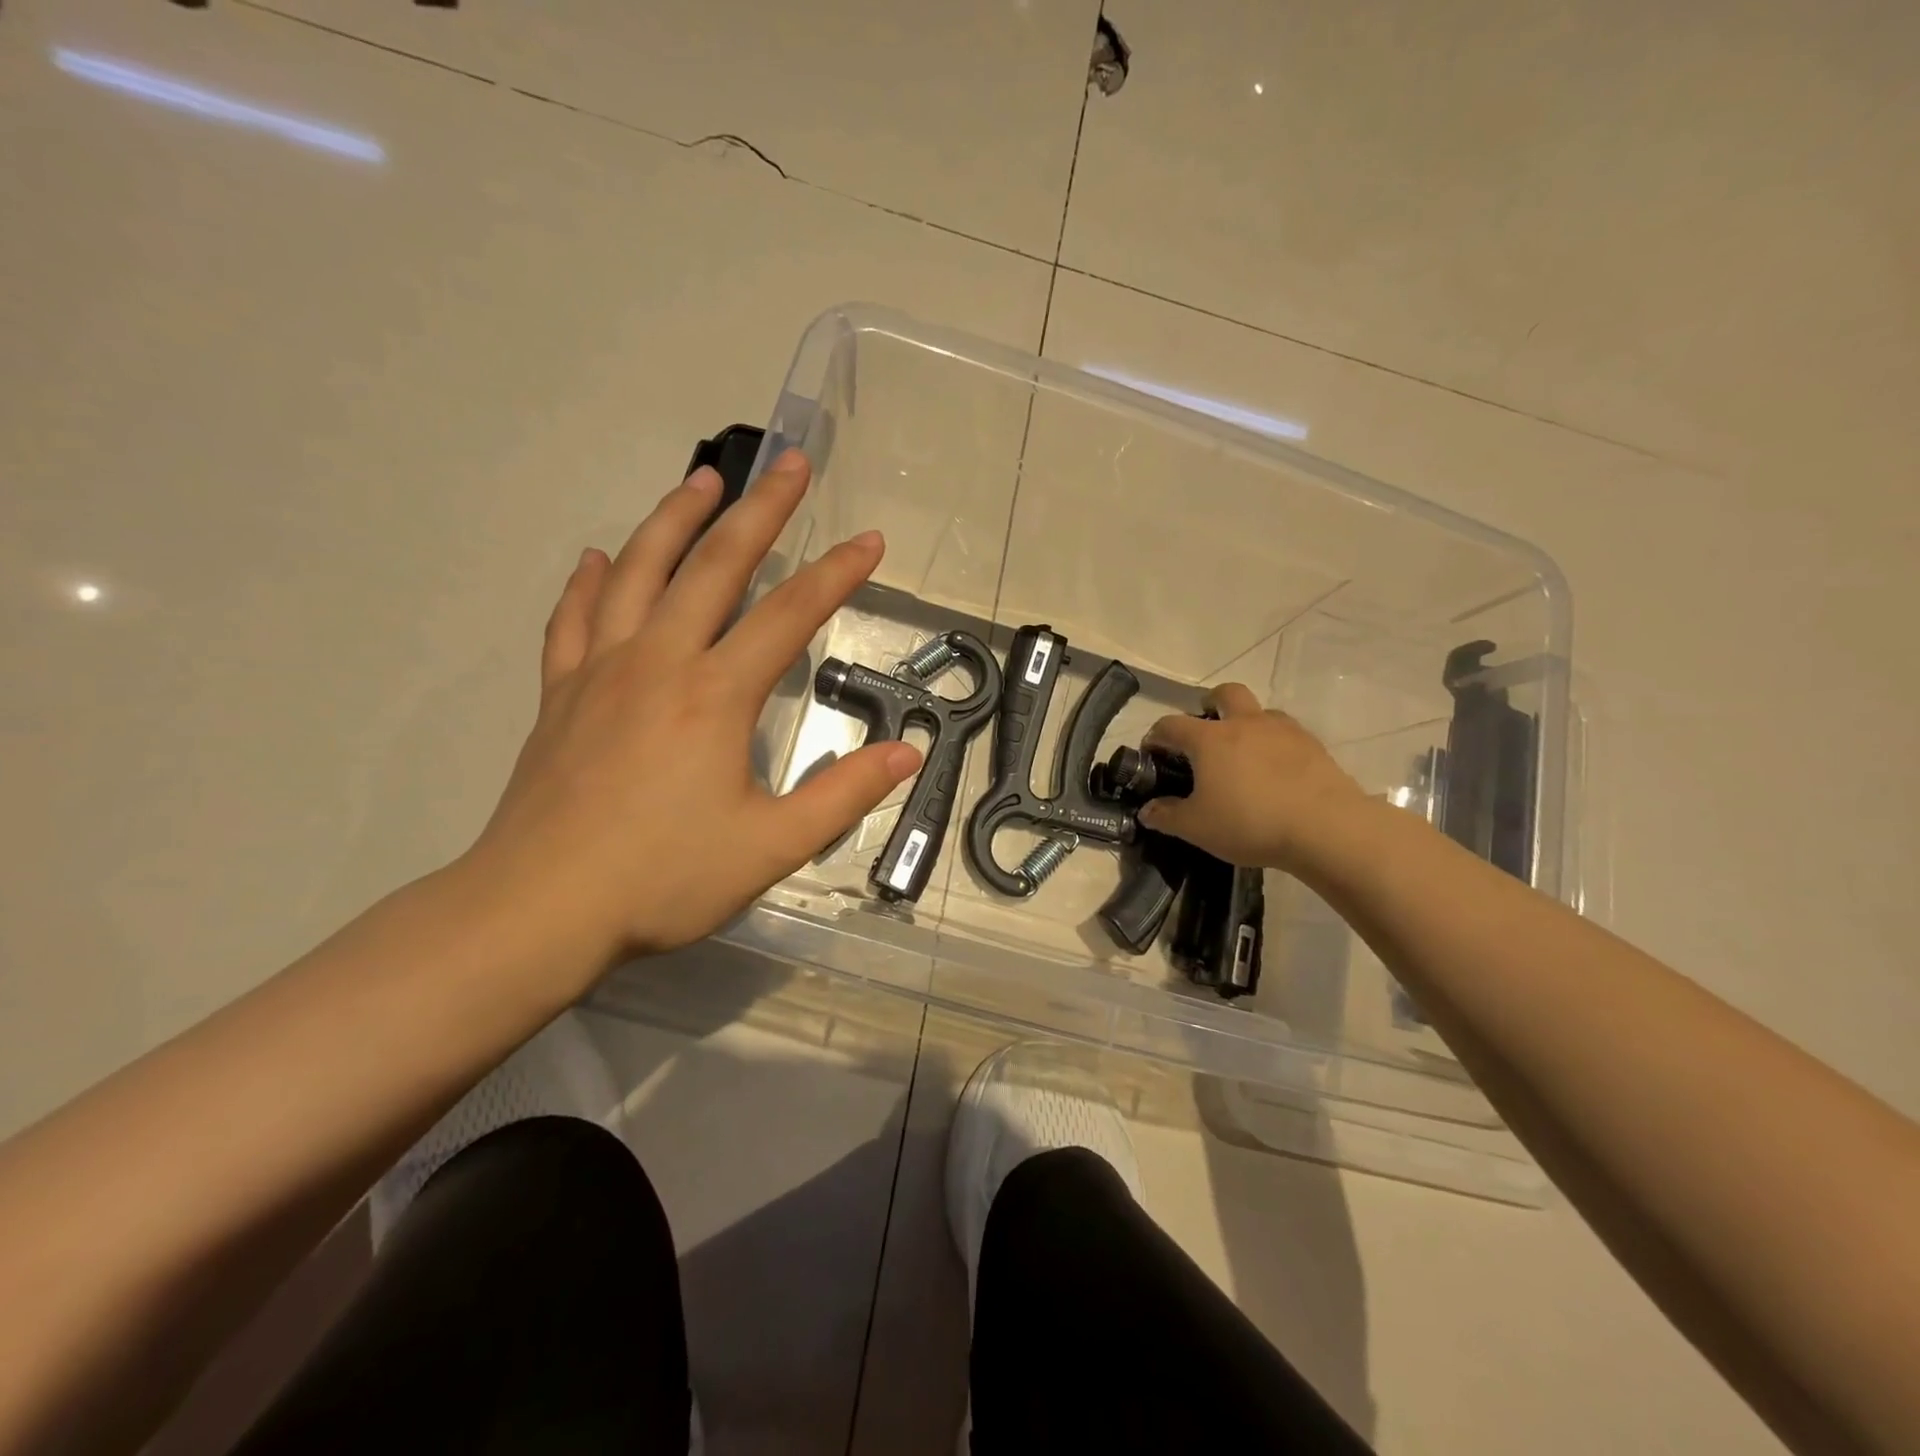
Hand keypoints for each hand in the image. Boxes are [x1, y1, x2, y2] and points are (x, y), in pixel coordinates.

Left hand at [463, 449, 922, 970]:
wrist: (537, 911)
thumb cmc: (662, 879)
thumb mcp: (771, 846)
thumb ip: (843, 795)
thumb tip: (906, 754)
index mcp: (714, 696)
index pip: (790, 615)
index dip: (836, 574)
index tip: (870, 540)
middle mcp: (658, 663)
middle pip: (714, 567)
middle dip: (760, 511)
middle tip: (789, 463)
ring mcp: (600, 672)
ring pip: (639, 573)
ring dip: (674, 519)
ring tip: (703, 479)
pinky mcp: (560, 695)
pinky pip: (574, 620)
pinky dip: (590, 582)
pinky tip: (599, 559)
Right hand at [1138, 684, 1367, 873]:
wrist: (1326, 828)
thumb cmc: (1250, 823)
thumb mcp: (1197, 828)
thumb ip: (1167, 817)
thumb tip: (1147, 811)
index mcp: (1210, 739)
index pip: (1172, 725)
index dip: (1157, 735)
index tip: (1152, 750)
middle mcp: (1245, 724)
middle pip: (1225, 694)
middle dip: (1210, 703)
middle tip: (1205, 728)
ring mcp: (1283, 731)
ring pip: (1260, 711)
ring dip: (1247, 722)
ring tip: (1244, 753)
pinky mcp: (1313, 746)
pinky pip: (1287, 734)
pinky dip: (1275, 744)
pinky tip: (1275, 772)